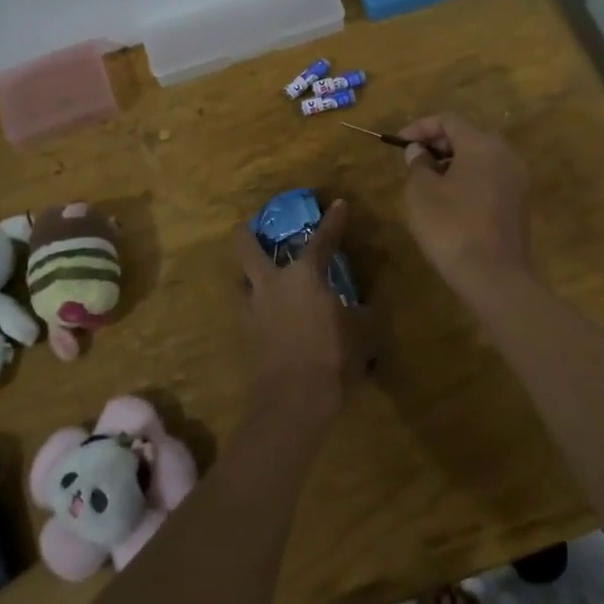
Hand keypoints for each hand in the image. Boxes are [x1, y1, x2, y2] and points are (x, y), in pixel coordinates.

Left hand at [232, 200, 373, 426]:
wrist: (293, 399)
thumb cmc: (332, 356)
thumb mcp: (361, 333)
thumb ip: (360, 315)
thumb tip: (362, 310)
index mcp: (304, 275)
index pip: (322, 239)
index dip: (333, 220)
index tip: (338, 204)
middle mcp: (272, 283)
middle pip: (246, 246)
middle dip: (247, 232)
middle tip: (252, 226)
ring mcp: (253, 308)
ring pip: (241, 280)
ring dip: (250, 276)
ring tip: (263, 279)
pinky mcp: (245, 333)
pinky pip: (248, 309)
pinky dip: (257, 307)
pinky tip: (269, 316)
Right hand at [398, 114, 532, 296]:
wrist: (494, 277)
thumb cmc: (452, 227)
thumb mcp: (422, 193)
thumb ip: (417, 164)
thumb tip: (419, 152)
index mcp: (481, 145)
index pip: (448, 120)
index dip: (420, 127)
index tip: (400, 145)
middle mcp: (505, 155)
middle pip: (468, 136)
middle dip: (438, 144)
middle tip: (414, 162)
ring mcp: (516, 180)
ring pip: (480, 158)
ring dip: (453, 163)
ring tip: (428, 183)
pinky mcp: (519, 203)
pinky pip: (490, 178)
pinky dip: (469, 180)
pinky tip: (450, 202)